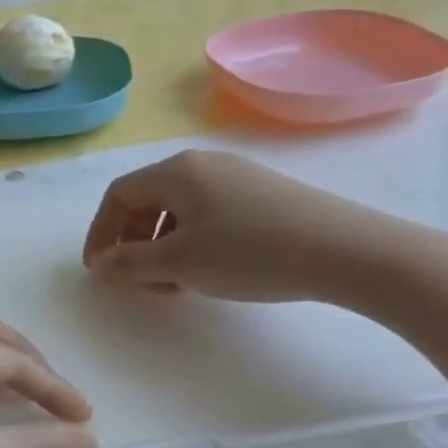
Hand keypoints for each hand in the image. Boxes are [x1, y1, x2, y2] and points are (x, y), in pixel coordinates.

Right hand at [82, 150, 407, 302]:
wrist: (347, 251)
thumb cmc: (250, 253)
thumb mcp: (180, 263)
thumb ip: (130, 264)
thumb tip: (100, 264)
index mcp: (175, 171)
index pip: (118, 195)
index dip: (101, 232)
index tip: (100, 271)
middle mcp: (202, 164)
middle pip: (147, 199)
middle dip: (133, 242)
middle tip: (139, 281)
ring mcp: (236, 176)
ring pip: (178, 209)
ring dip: (162, 245)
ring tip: (175, 282)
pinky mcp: (262, 193)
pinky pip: (208, 212)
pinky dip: (192, 240)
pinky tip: (210, 269)